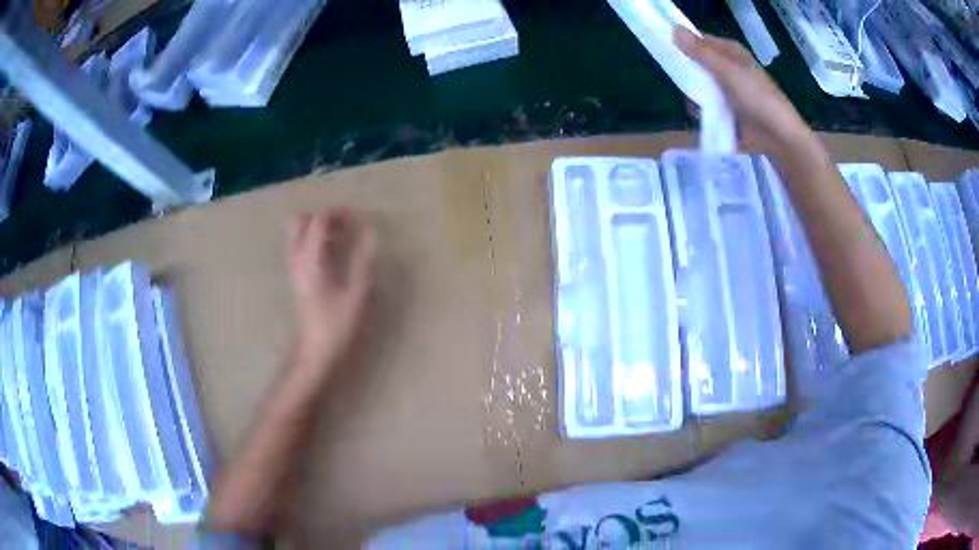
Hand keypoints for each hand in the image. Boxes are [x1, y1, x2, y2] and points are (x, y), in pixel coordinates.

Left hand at [288, 208, 376, 367]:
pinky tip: (335, 254)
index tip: (360, 217)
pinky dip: (316, 241)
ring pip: (299, 234)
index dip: (339, 213)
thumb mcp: (357, 293)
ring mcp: (295, 269)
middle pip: (300, 222)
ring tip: (343, 238)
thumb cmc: (338, 325)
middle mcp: (298, 260)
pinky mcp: (297, 278)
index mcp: (311, 261)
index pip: (319, 221)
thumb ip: (363, 260)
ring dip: (319, 228)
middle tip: (346, 225)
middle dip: (323, 216)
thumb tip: (371, 232)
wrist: (317, 351)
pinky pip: (301, 247)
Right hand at [674, 28, 818, 162]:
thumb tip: (673, 29)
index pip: (702, 41)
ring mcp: (732, 90)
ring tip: (693, 106)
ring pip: (704, 87)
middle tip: (682, 83)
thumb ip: (700, 51)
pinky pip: (710, 106)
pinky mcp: (732, 111)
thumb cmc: (756, 97)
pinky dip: (704, 111)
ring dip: (695, 96)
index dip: (686, 45)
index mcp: (732, 53)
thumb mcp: (726, 70)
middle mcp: (731, 68)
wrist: (779, 136)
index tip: (669, 53)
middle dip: (690, 74)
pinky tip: (701, 117)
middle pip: (701, 65)